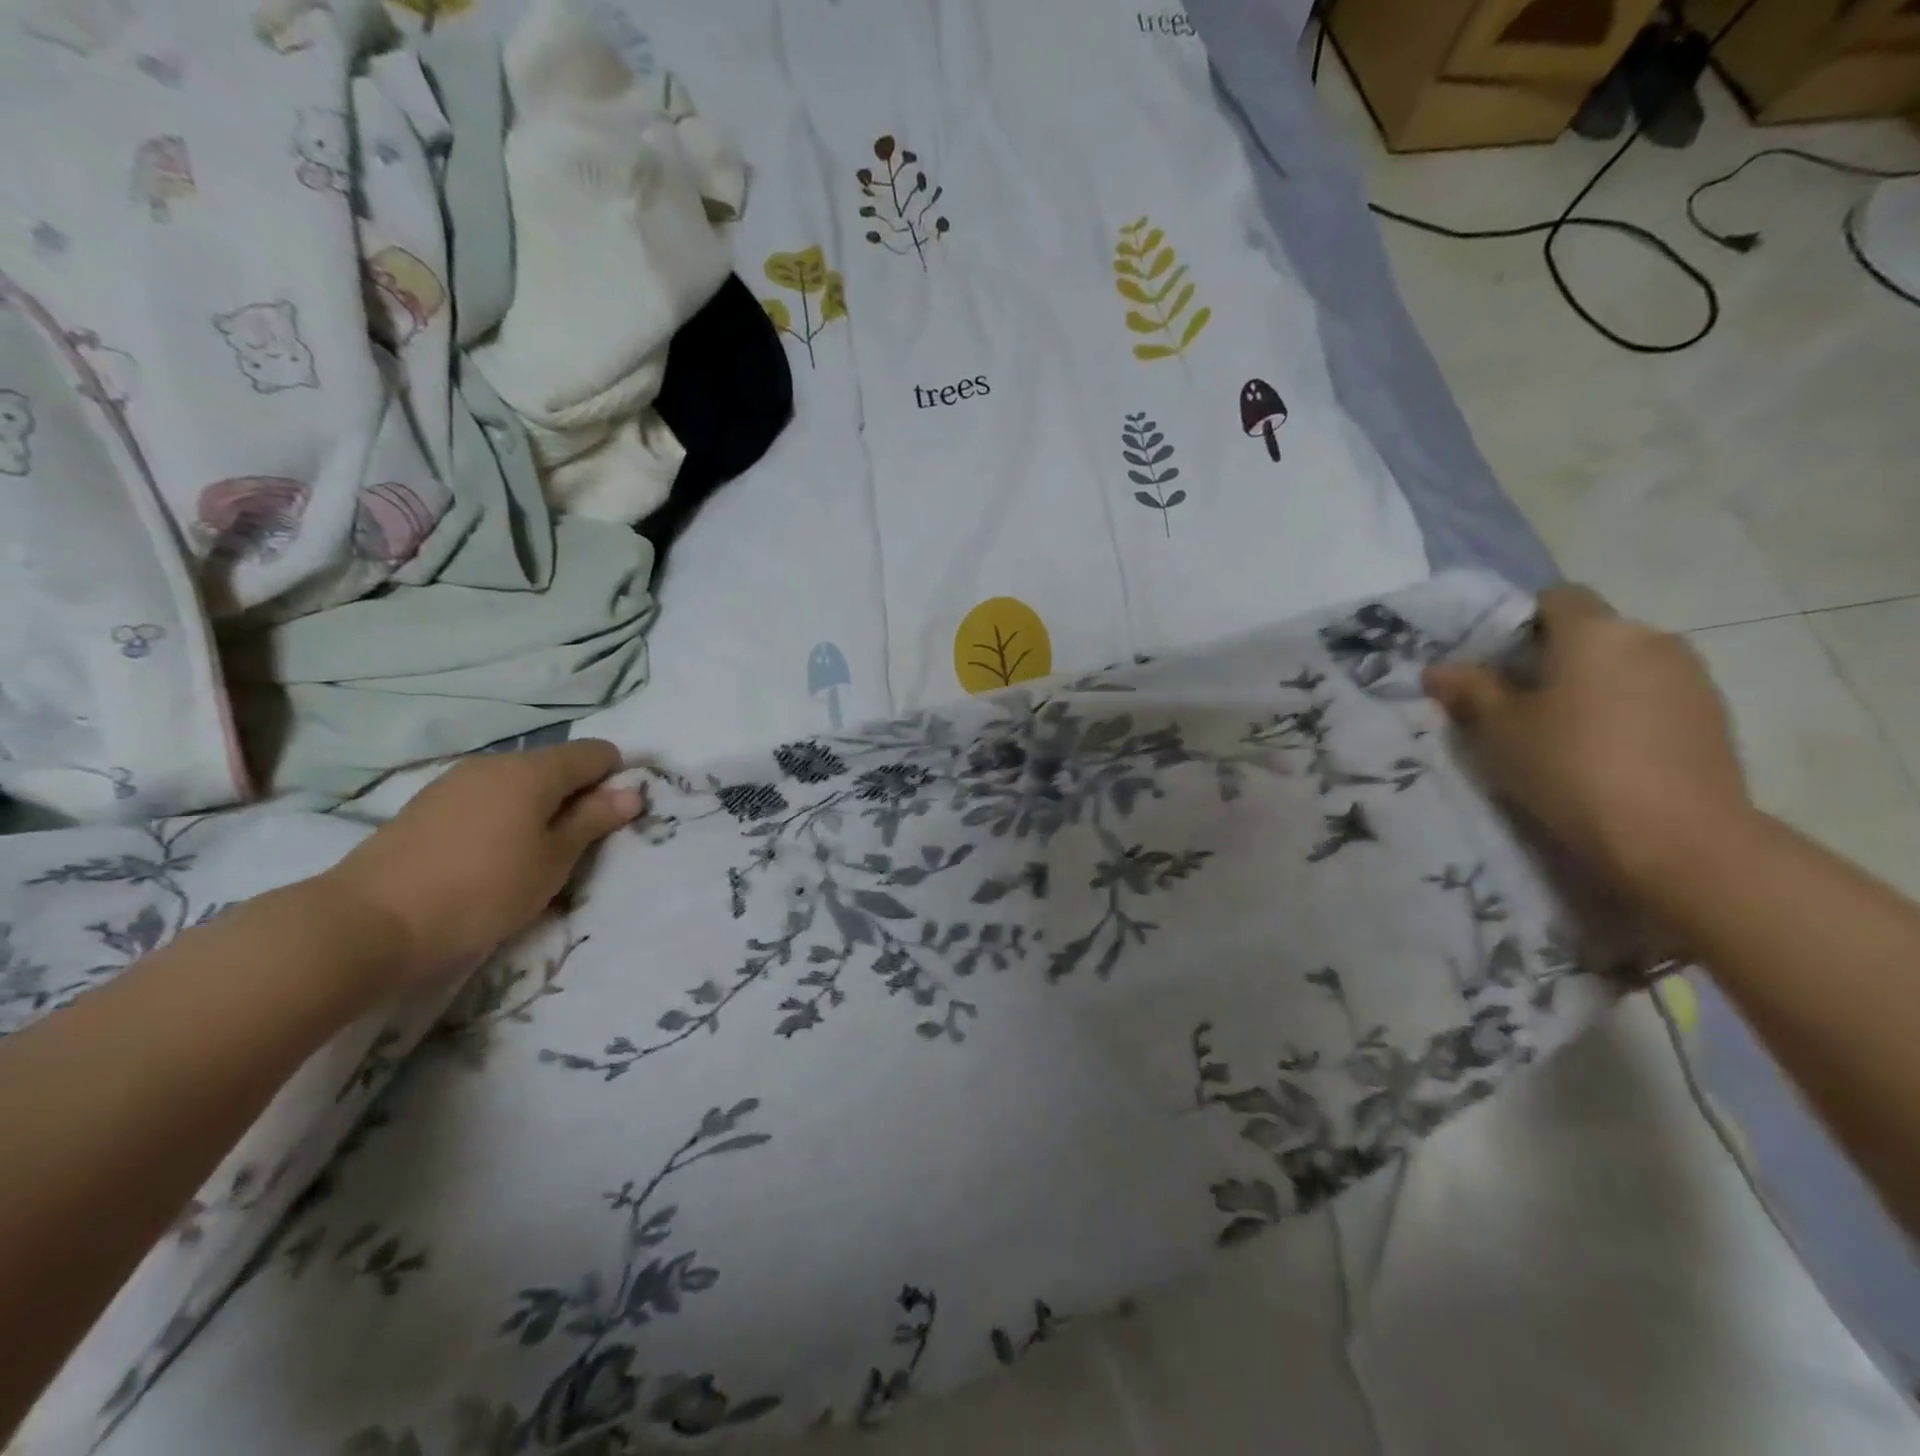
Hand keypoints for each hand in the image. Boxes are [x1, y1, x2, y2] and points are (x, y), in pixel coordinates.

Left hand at [319, 740, 643, 990]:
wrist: (368, 921)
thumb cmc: (483, 889)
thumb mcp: (554, 860)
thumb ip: (594, 820)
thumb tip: (632, 791)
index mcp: (534, 770)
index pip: (595, 753)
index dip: (615, 779)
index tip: (614, 819)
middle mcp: (496, 762)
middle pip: (556, 766)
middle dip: (577, 795)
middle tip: (578, 846)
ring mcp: (456, 781)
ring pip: (520, 783)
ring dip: (540, 808)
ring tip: (535, 855)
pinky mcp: (428, 804)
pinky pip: (487, 798)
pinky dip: (505, 816)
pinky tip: (493, 855)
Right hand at [1423, 585, 1750, 890]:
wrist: (1676, 836)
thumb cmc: (1571, 766)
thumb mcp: (1499, 730)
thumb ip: (1469, 690)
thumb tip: (1438, 668)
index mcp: (1596, 631)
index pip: (1555, 597)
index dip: (1520, 621)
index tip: (1494, 662)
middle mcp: (1650, 639)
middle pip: (1591, 632)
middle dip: (1552, 658)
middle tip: (1515, 703)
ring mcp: (1691, 677)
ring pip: (1623, 666)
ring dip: (1590, 687)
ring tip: (1559, 734)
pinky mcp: (1714, 716)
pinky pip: (1653, 697)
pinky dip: (1624, 712)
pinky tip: (1604, 754)